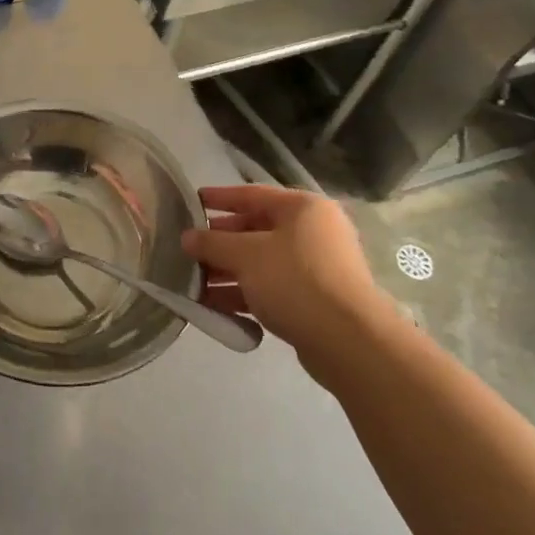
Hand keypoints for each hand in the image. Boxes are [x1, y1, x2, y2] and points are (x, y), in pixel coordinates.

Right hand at [183, 185, 407, 379]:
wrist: (347, 340)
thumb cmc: (295, 281)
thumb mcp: (246, 256)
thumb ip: (213, 243)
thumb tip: (187, 237)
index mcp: (303, 208)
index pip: (253, 194)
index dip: (220, 198)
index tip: (192, 201)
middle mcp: (313, 232)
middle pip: (256, 230)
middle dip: (220, 242)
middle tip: (188, 250)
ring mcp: (315, 268)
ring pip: (261, 263)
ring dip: (227, 272)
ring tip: (193, 283)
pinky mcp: (313, 300)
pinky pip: (270, 289)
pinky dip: (244, 294)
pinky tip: (214, 307)